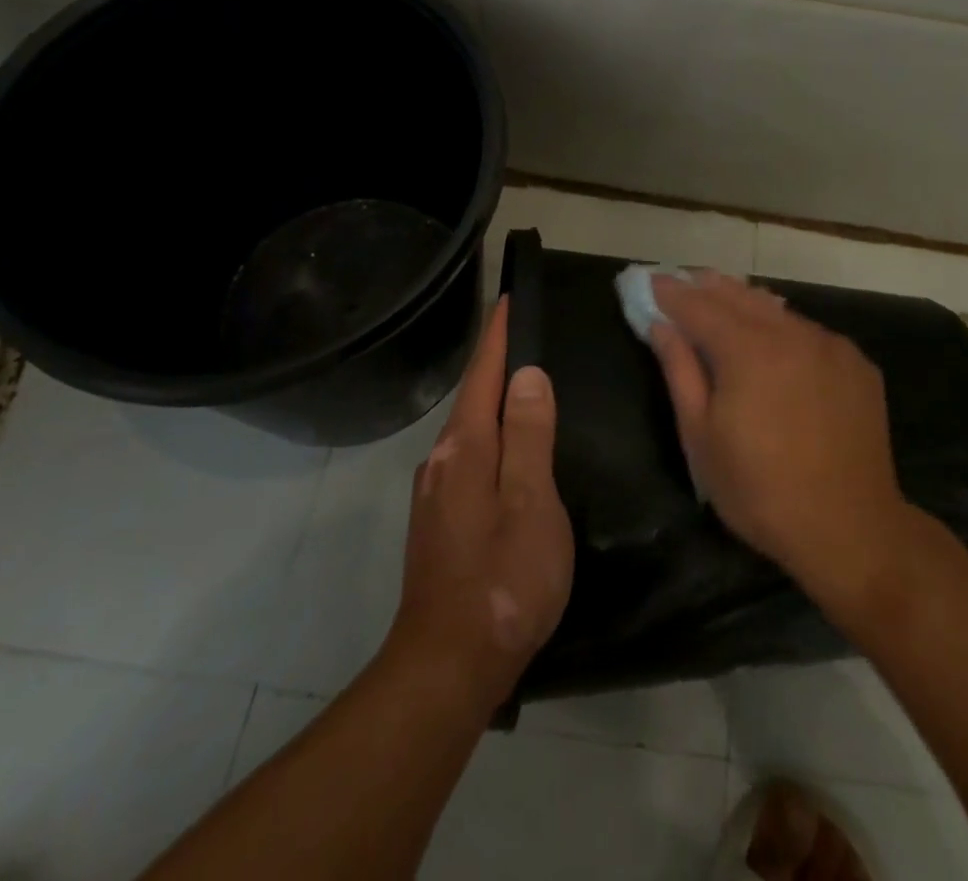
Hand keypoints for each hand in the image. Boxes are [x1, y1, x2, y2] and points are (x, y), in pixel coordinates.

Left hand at [387, 298, 573, 712]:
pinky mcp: (438, 522)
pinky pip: (468, 458)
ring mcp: (435, 494)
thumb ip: (530, 435)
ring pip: (469, 431)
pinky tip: (509, 452)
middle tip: (526, 337)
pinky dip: (490, 437)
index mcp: (466, 449)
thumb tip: (528, 375)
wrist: (447, 667)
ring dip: (493, 402)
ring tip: (524, 387)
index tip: (507, 300)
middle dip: (495, 364)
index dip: (497, 336)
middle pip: (472, 398)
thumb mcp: (532, 502)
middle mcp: (442, 462)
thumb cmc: (503, 580)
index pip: (482, 375)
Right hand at [649, 272, 910, 601]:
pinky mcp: (857, 363)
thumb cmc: (760, 490)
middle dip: (707, 287)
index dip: (671, 293)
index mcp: (748, 350)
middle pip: (740, 296)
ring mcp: (830, 345)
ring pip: (777, 309)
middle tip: (684, 281)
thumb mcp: (701, 437)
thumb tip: (660, 326)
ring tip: (723, 296)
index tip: (651, 281)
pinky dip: (783, 326)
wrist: (851, 529)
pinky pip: (809, 331)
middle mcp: (792, 333)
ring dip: (746, 301)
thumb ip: (680, 371)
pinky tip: (776, 337)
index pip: (699, 306)